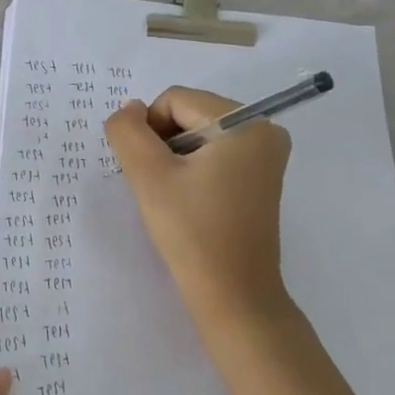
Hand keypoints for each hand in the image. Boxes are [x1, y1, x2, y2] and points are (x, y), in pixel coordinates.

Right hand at [104, 87, 294, 329]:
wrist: (233, 294)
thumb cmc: (192, 232)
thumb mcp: (149, 176)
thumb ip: (128, 132)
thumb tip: (128, 109)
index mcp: (246, 121)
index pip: (175, 100)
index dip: (148, 130)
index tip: (147, 172)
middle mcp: (264, 129)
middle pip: (190, 113)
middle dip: (164, 145)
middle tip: (158, 186)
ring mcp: (266, 155)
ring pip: (199, 135)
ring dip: (175, 159)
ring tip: (173, 197)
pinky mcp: (261, 177)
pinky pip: (216, 154)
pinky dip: (193, 170)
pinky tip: (187, 201)